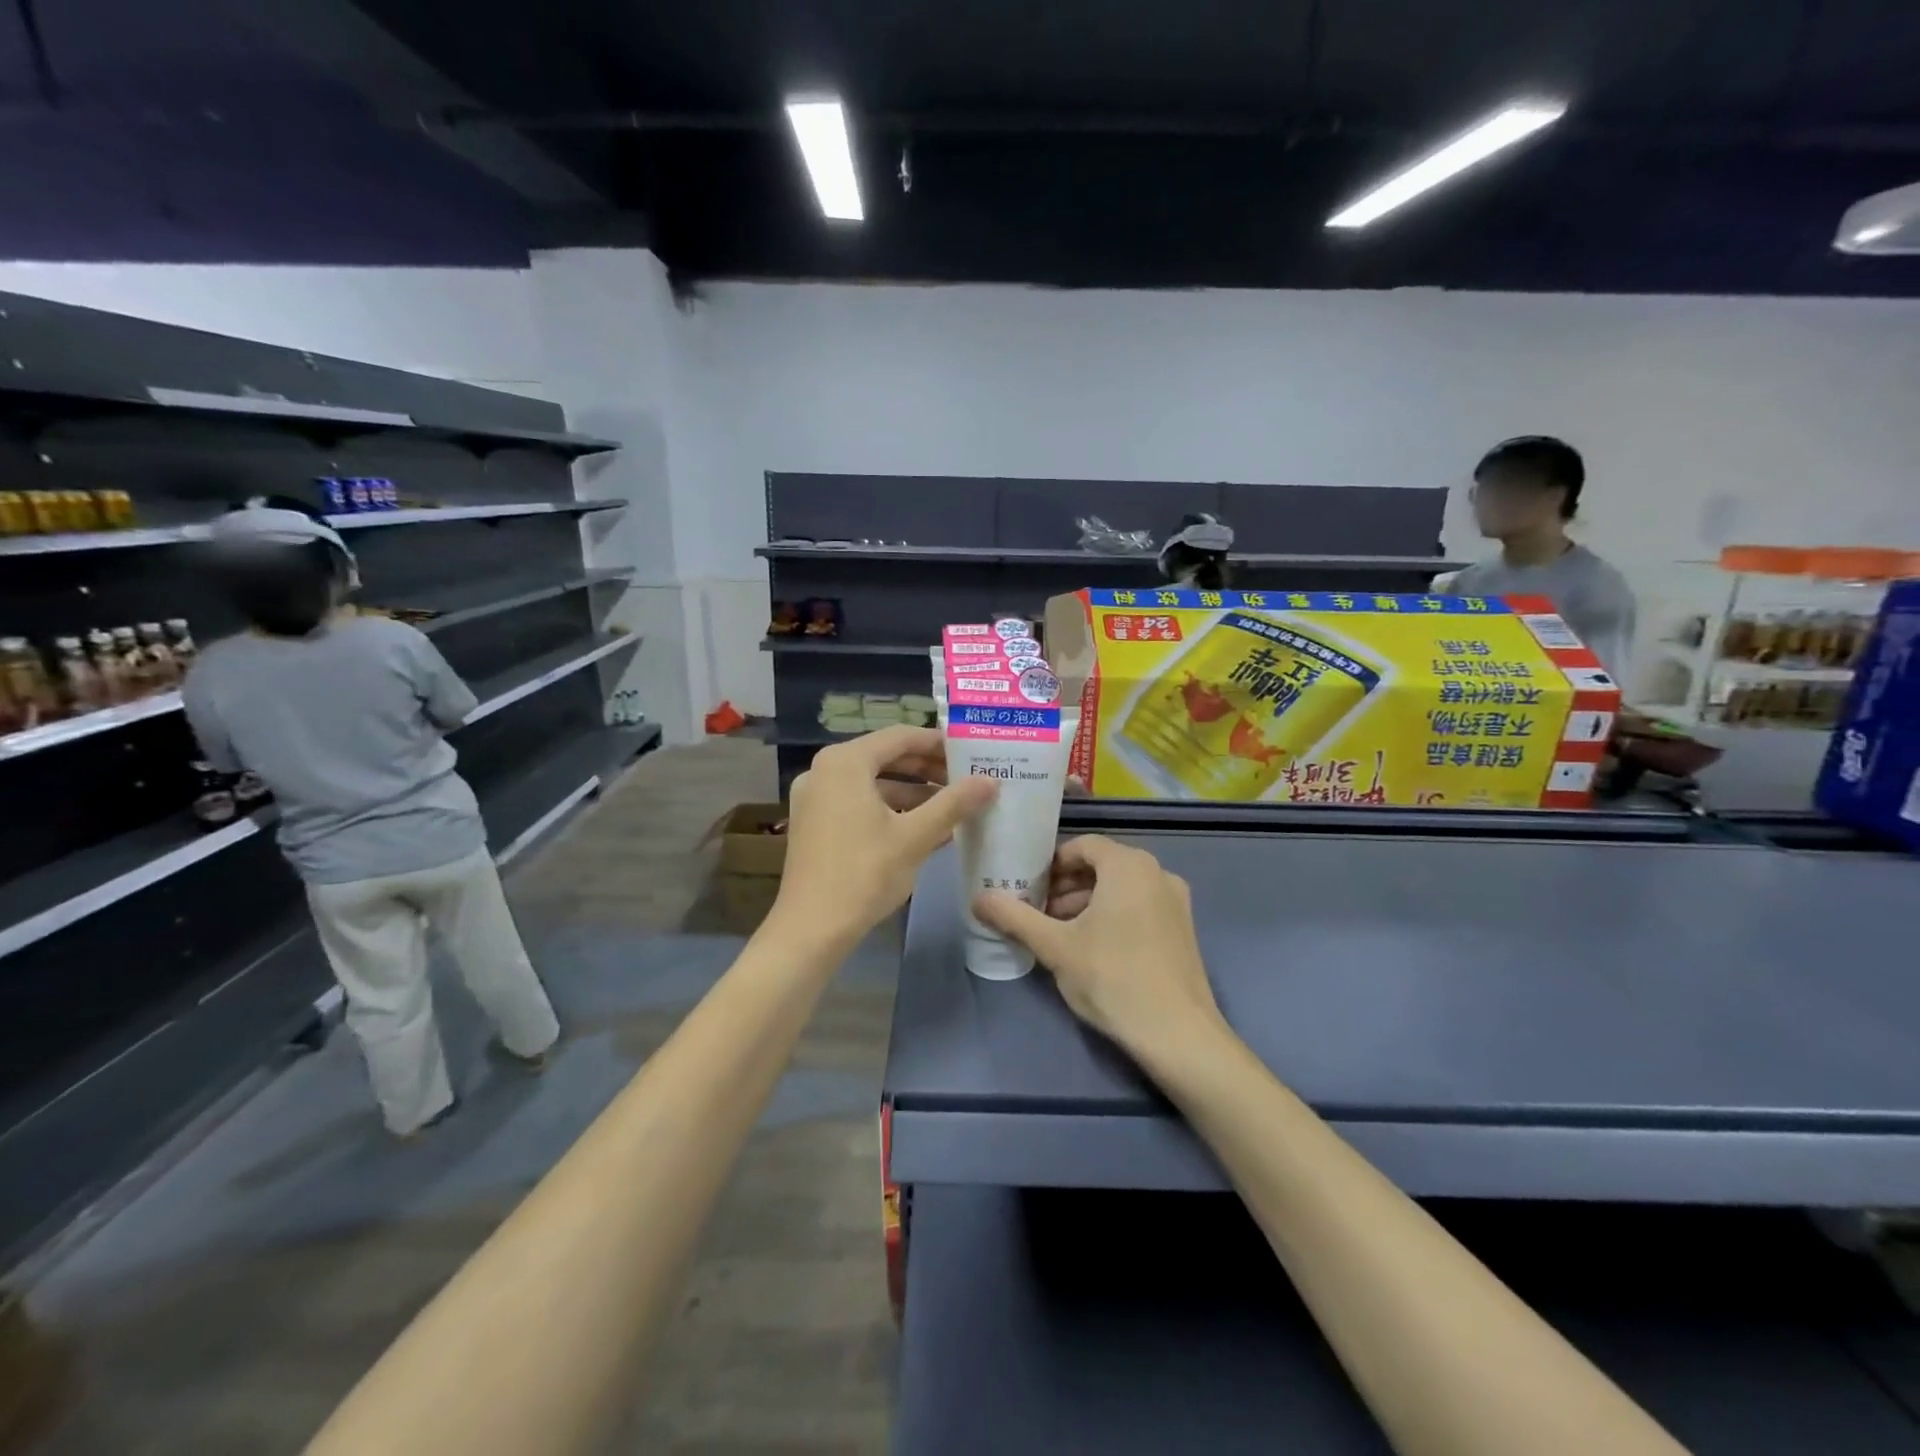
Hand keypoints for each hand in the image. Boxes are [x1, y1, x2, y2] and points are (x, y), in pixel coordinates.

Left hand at [776, 727, 995, 944]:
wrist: (811, 929)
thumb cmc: (864, 873)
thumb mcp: (915, 836)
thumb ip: (954, 803)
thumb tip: (991, 781)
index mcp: (845, 762)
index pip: (901, 736)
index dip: (939, 743)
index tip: (971, 754)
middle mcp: (825, 770)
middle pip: (885, 757)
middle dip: (927, 769)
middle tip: (965, 780)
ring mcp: (815, 797)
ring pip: (873, 783)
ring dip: (912, 792)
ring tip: (952, 807)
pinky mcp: (814, 823)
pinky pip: (859, 803)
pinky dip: (890, 809)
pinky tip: (922, 828)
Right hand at [973, 836, 1223, 1062]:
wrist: (1178, 1035)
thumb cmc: (1112, 978)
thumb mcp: (1055, 947)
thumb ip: (1015, 917)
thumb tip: (978, 899)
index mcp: (1129, 865)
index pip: (1082, 846)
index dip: (1051, 864)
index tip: (1028, 889)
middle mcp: (1157, 873)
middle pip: (1102, 865)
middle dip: (1065, 886)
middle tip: (1037, 913)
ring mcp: (1175, 902)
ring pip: (1120, 888)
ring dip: (1086, 903)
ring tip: (1059, 935)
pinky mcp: (1183, 929)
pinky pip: (1139, 907)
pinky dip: (1112, 916)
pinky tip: (1092, 950)